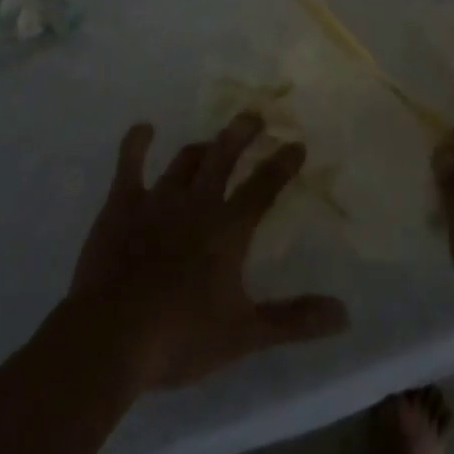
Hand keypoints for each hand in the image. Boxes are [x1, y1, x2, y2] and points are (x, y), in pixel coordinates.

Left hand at [69, 114, 349, 390]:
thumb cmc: (180, 337)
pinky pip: (129, 164)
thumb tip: (344, 314)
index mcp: (228, 229)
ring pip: (185, 160)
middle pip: (224, 157)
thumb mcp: (245, 334)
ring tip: (212, 139)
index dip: (282, 164)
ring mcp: (157, 200)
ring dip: (202, 146)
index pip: (263, 187)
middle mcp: (197, 203)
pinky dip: (137, 143)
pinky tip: (144, 129)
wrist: (109, 337)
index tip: (297, 144)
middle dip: (242, 134)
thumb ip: (294, 320)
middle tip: (254, 115)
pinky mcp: (121, 205)